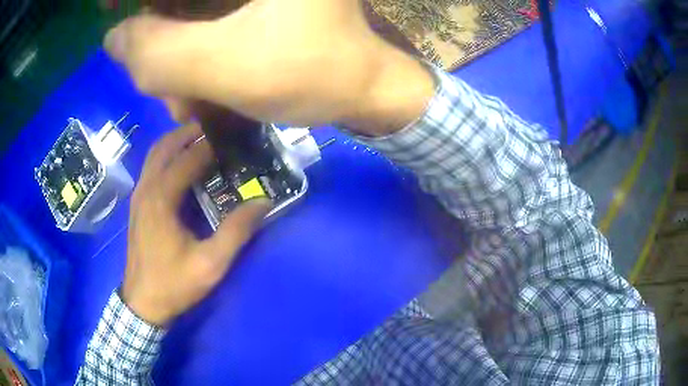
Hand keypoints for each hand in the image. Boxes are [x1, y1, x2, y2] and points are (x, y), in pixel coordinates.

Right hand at [104, 0, 433, 134]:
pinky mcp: (261, 5)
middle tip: (154, 77)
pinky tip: (198, 90)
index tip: (110, 10)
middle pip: (182, 0)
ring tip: (183, 101)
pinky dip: (193, 51)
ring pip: (193, 10)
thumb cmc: (312, 74)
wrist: (363, 89)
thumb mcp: (225, 65)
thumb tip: (114, 37)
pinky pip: (209, 19)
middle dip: (158, 33)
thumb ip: (158, 52)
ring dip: (175, 53)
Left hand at [122, 123, 271, 325]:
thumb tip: (263, 202)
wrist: (143, 303)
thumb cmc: (174, 284)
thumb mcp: (211, 264)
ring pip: (155, 154)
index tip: (233, 138)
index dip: (212, 145)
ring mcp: (138, 195)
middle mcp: (146, 189)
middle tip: (217, 130)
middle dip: (190, 132)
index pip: (188, 158)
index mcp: (161, 198)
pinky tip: (181, 165)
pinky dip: (167, 156)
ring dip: (176, 142)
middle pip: (165, 146)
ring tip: (201, 140)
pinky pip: (151, 168)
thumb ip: (236, 231)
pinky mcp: (137, 204)